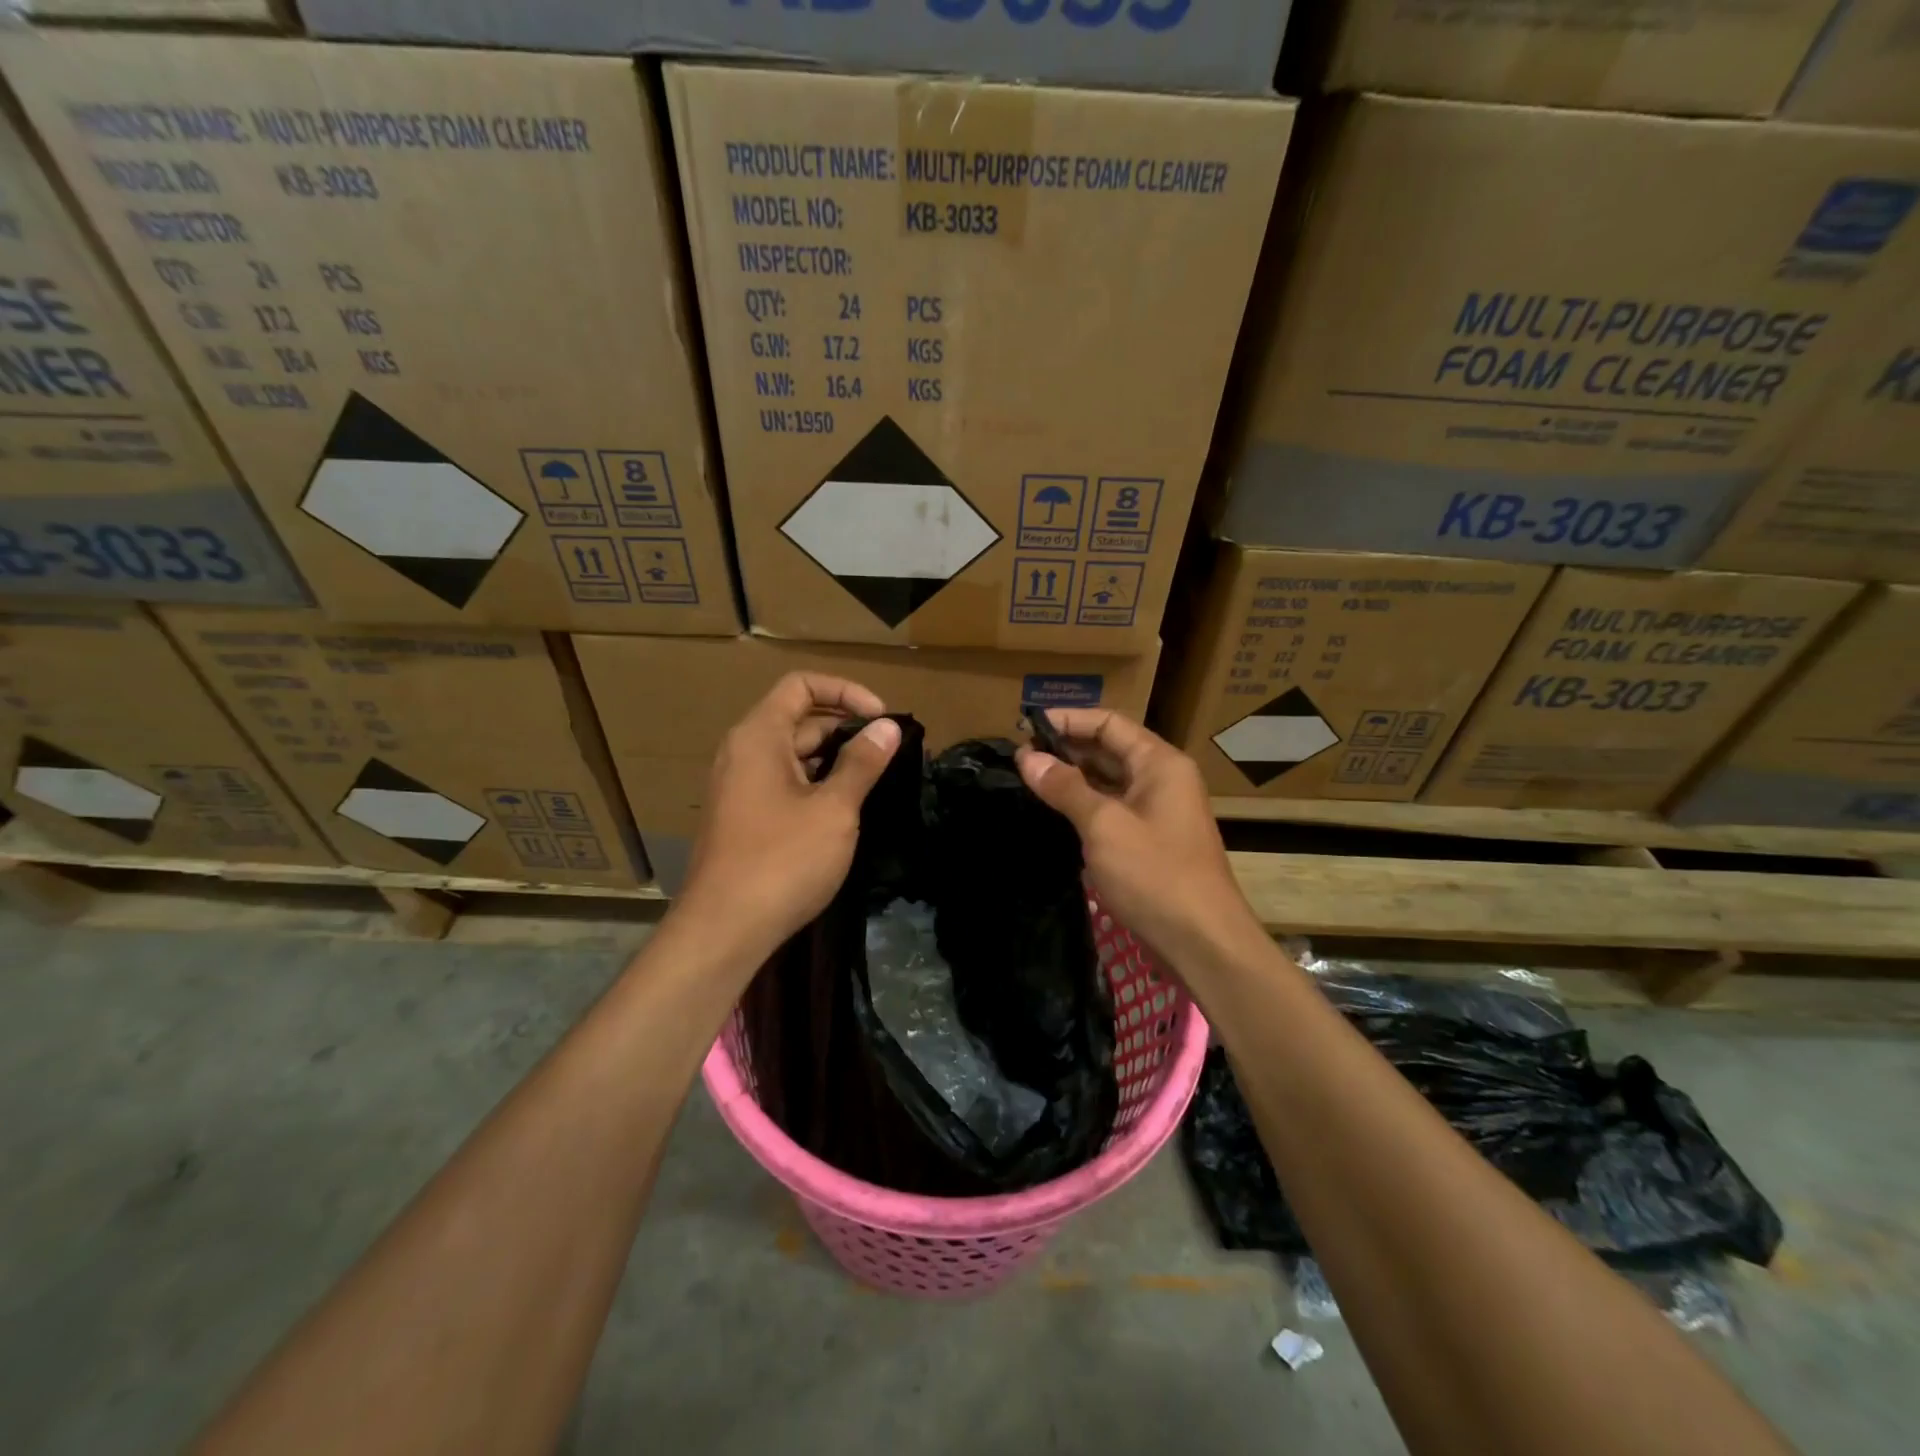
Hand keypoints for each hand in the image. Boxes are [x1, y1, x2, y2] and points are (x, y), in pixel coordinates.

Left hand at [676, 673, 901, 957]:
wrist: (724, 929)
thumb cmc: (783, 860)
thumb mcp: (833, 809)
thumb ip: (862, 763)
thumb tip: (888, 726)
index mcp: (759, 736)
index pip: (802, 686)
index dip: (846, 691)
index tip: (881, 719)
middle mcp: (743, 752)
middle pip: (799, 719)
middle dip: (846, 728)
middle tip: (889, 753)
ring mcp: (740, 787)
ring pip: (793, 755)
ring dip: (834, 759)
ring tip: (875, 779)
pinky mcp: (743, 817)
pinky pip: (783, 783)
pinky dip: (815, 783)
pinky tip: (844, 809)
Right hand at [1016, 709, 1262, 969]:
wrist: (1202, 942)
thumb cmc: (1155, 874)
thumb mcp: (1104, 826)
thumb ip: (1065, 787)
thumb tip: (1027, 757)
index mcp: (1160, 763)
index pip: (1109, 723)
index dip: (1068, 720)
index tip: (1025, 725)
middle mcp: (1162, 779)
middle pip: (1109, 749)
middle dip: (1066, 748)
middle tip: (1020, 756)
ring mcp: (1158, 812)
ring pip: (1110, 781)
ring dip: (1073, 778)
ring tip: (1029, 779)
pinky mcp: (1151, 841)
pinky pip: (1113, 809)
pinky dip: (1085, 805)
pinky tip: (1055, 812)